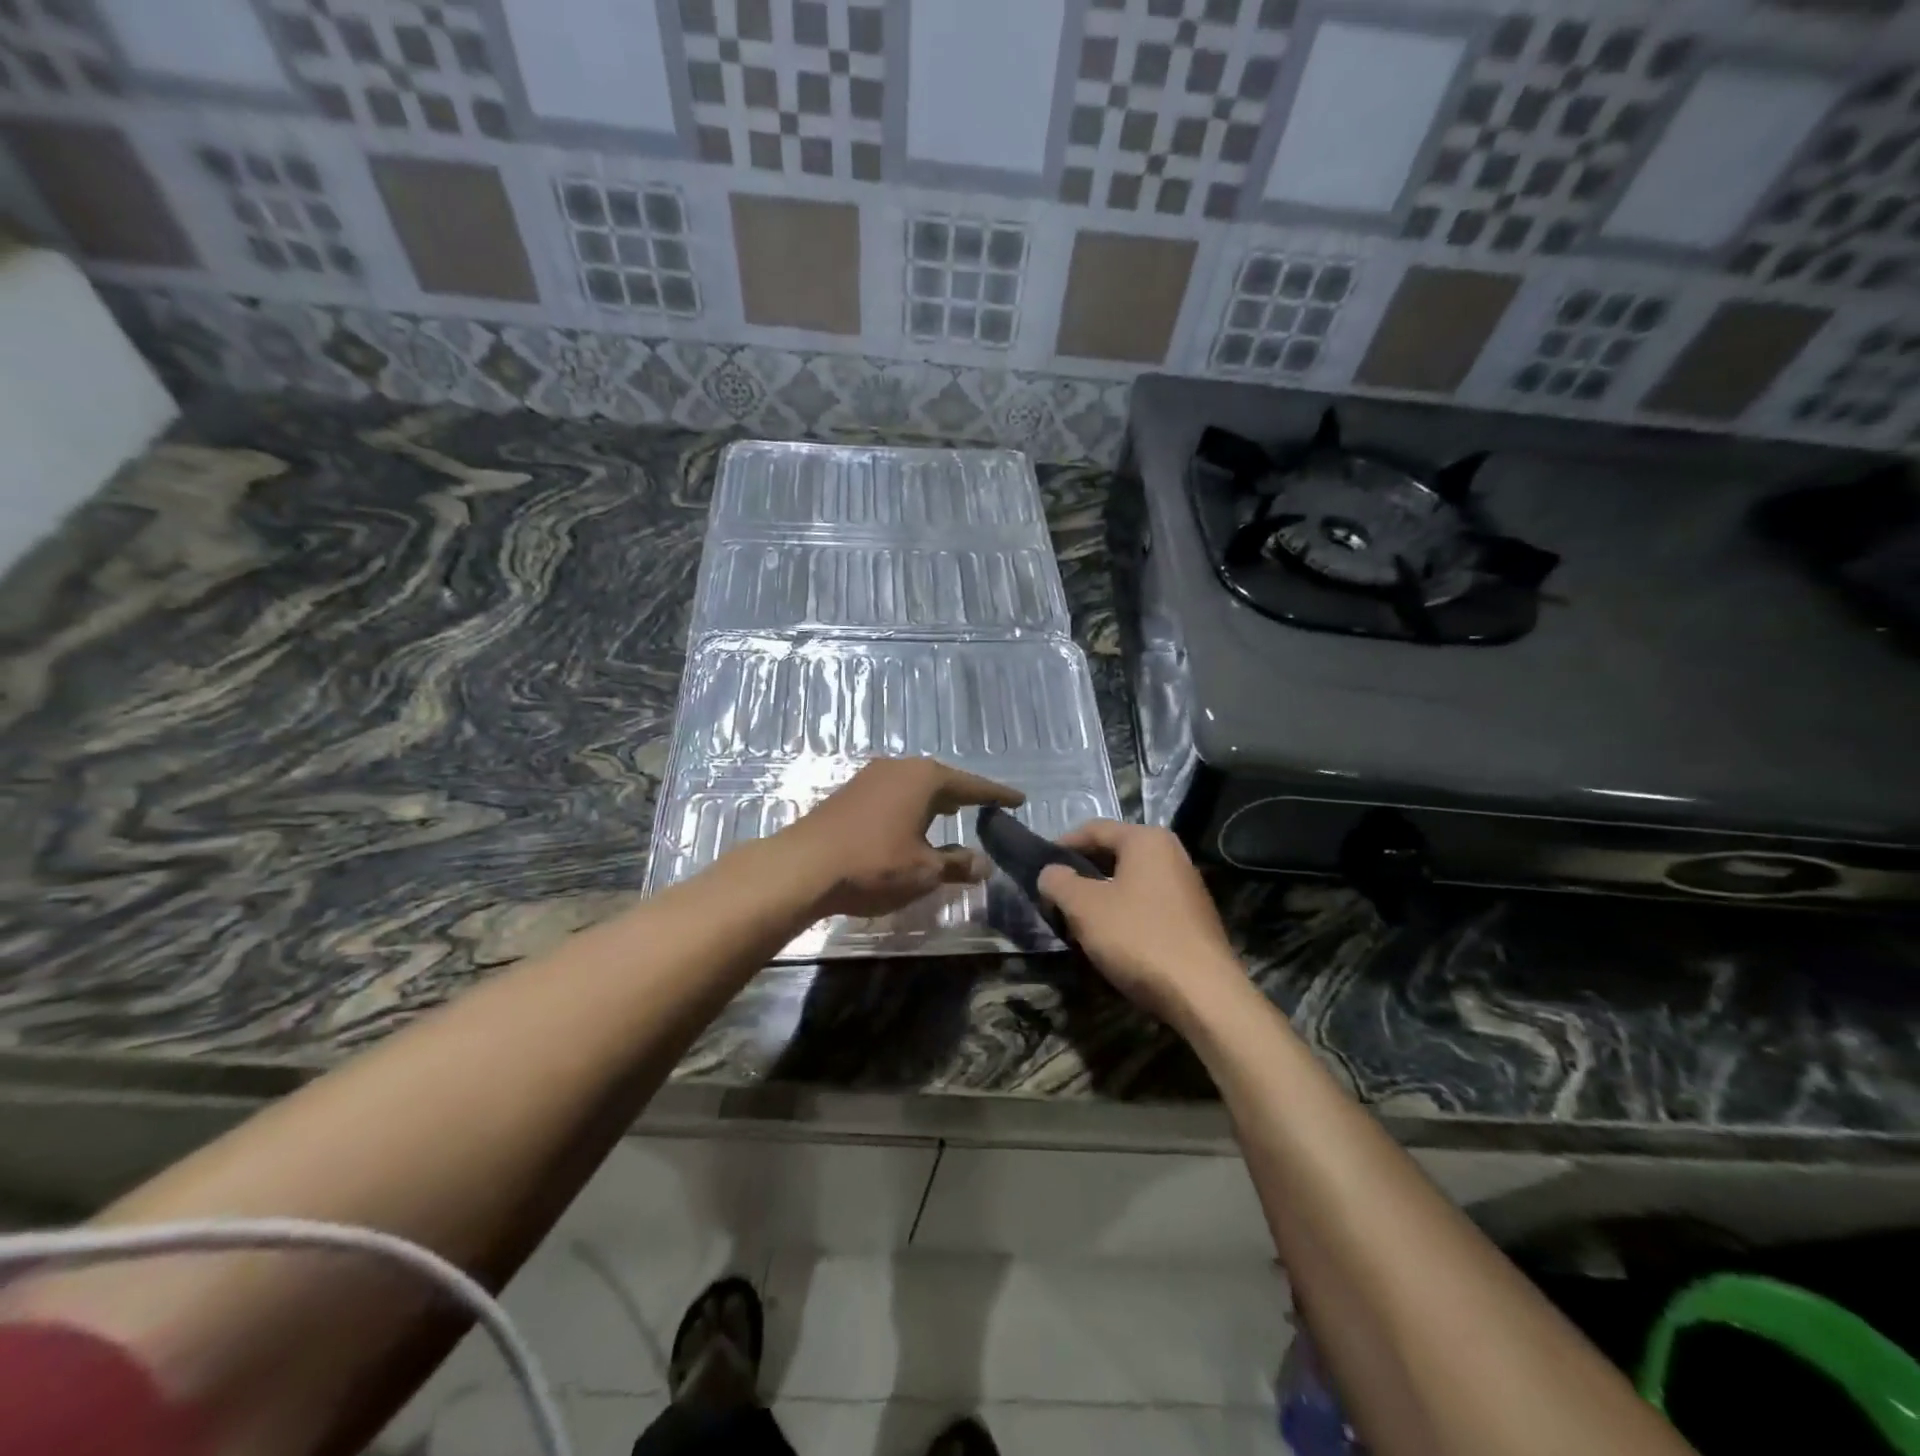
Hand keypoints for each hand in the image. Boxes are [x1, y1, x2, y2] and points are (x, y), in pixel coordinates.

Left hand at [780, 757, 1023, 919]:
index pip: (972, 785)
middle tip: (986, 807)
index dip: (997, 796)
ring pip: (915, 785)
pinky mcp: (850, 793)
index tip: (1019, 799)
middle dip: (964, 795)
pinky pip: (893, 794)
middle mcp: (899, 768)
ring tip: (952, 814)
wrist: (803, 866)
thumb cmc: (874, 864)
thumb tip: (984, 864)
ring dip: (935, 800)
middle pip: (941, 780)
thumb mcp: (924, 870)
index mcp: (924, 778)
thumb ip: (957, 865)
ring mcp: (870, 777)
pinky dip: (911, 806)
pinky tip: (911, 823)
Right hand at [1038, 820, 1242, 1024]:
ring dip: (1100, 897)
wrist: (1203, 995)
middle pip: (1113, 854)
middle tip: (1054, 897)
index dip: (1062, 846)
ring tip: (1076, 921)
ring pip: (1129, 881)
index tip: (1039, 869)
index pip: (1094, 829)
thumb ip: (1058, 882)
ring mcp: (1186, 886)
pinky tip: (1109, 939)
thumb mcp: (1084, 907)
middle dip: (1081, 874)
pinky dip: (1123, 914)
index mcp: (1146, 840)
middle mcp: (1171, 854)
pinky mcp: (1192, 918)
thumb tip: (1051, 873)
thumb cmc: (1138, 938)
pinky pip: (1146, 904)